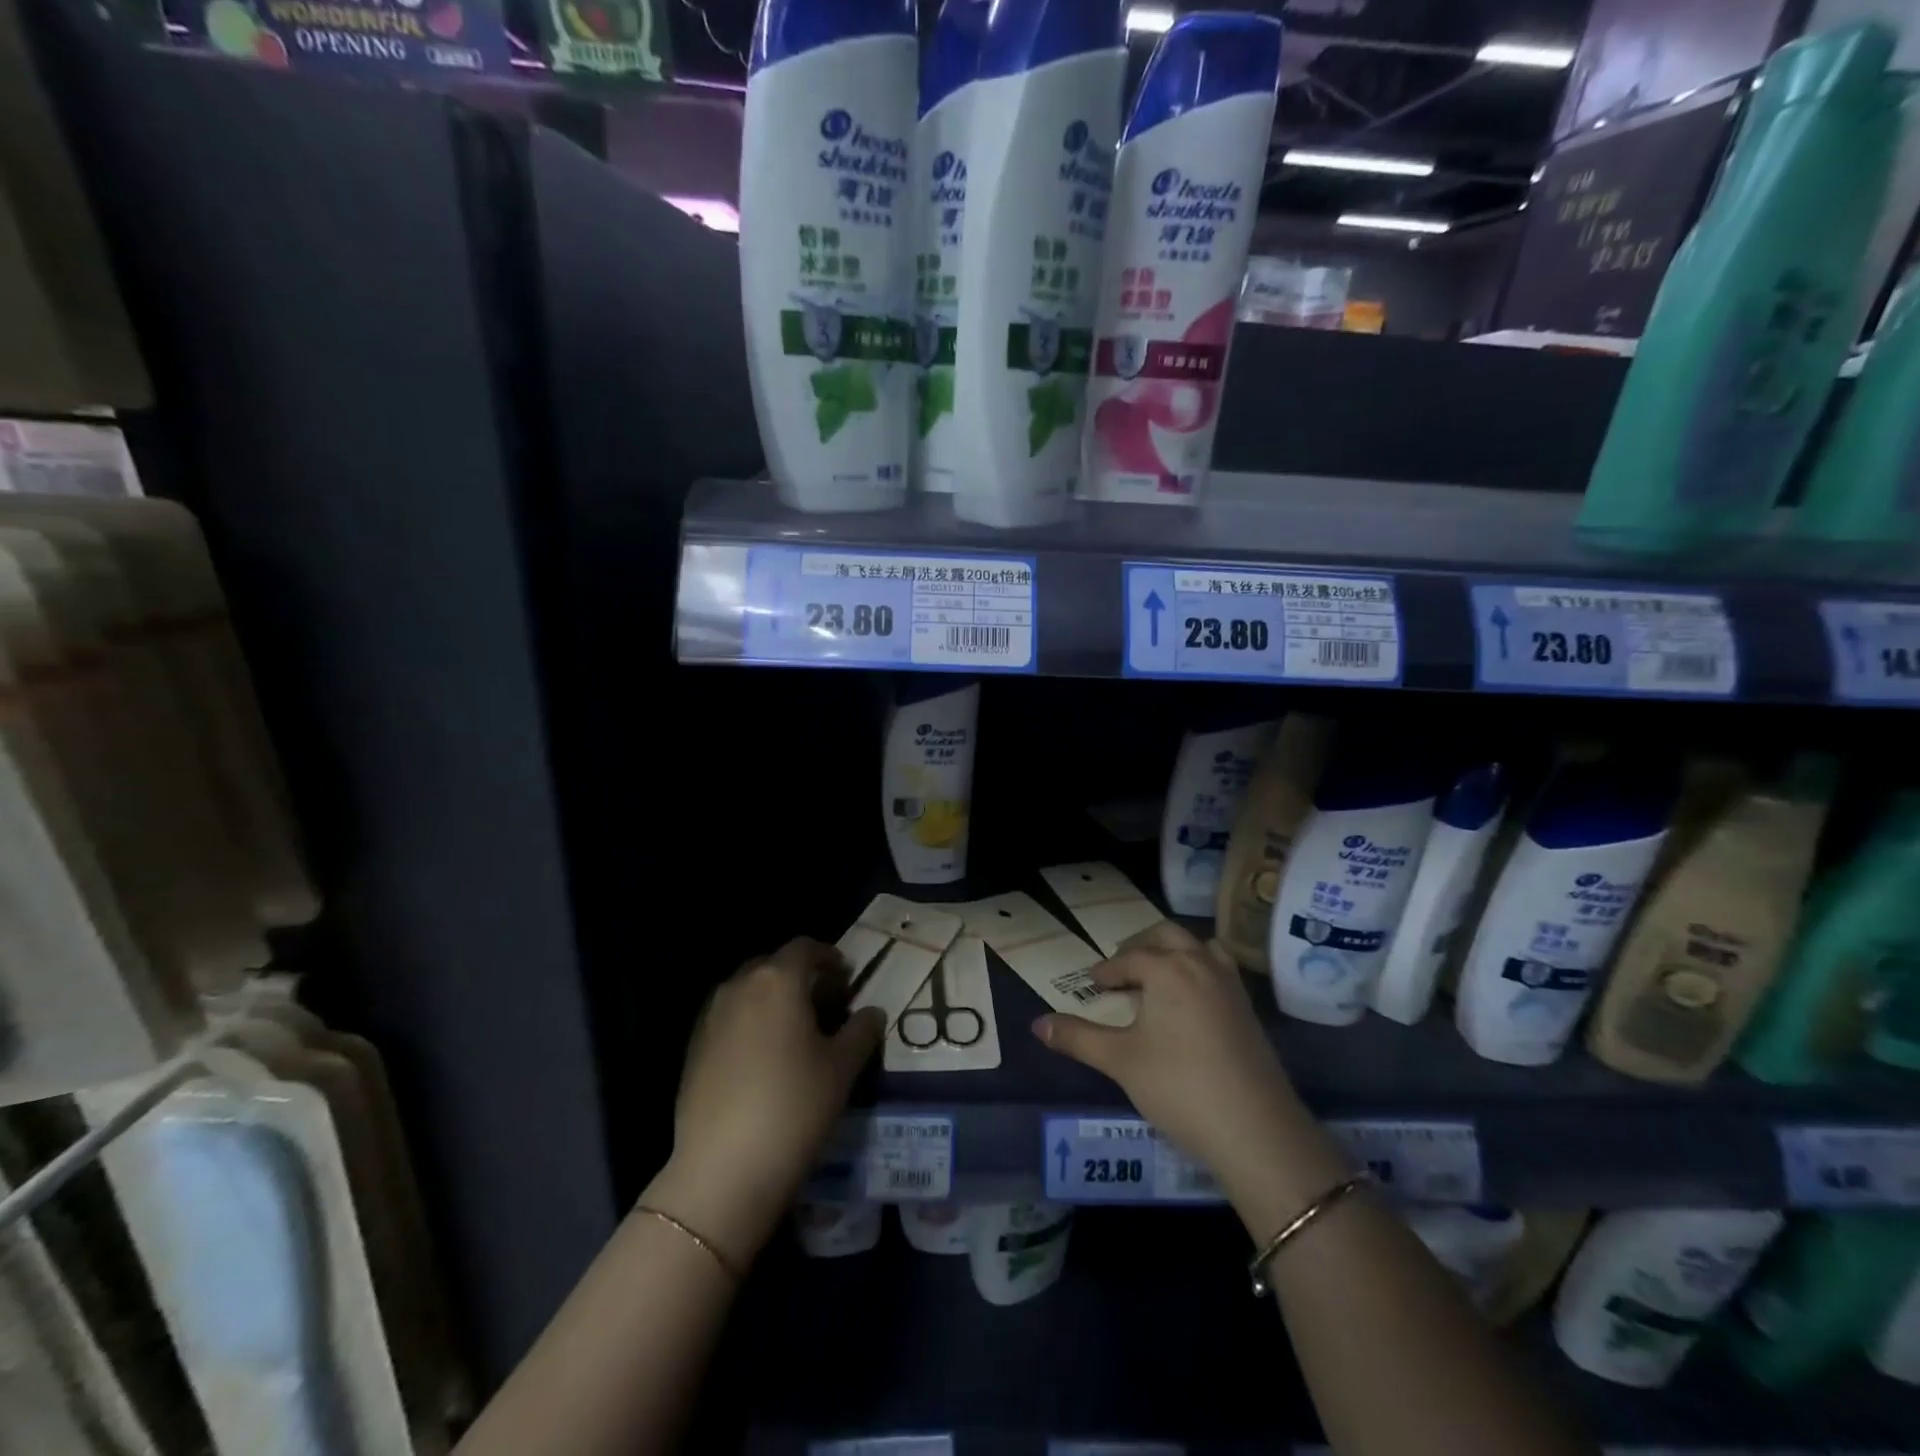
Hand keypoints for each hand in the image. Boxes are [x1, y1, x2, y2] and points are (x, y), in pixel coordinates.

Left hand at [651, 939, 884, 1266]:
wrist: (722, 1171)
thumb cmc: (794, 1107)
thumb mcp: (842, 1068)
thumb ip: (862, 1030)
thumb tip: (872, 1012)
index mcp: (777, 980)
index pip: (805, 948)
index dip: (830, 957)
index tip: (847, 978)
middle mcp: (739, 986)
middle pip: (774, 965)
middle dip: (802, 977)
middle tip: (827, 1004)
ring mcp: (710, 1017)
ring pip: (749, 991)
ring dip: (775, 999)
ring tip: (797, 1032)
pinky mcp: (693, 1048)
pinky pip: (730, 1018)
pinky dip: (752, 1023)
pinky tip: (765, 1058)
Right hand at [1033, 922, 1321, 1207]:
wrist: (1256, 1130)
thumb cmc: (1179, 1087)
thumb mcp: (1120, 1061)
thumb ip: (1077, 1038)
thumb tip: (1037, 1025)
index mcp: (1168, 968)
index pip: (1129, 958)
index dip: (1107, 970)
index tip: (1092, 984)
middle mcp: (1201, 964)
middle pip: (1167, 935)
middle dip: (1140, 946)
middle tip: (1120, 968)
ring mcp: (1231, 985)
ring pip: (1199, 947)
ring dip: (1174, 952)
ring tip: (1156, 976)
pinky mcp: (1249, 1009)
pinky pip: (1218, 969)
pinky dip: (1198, 969)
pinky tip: (1188, 1003)